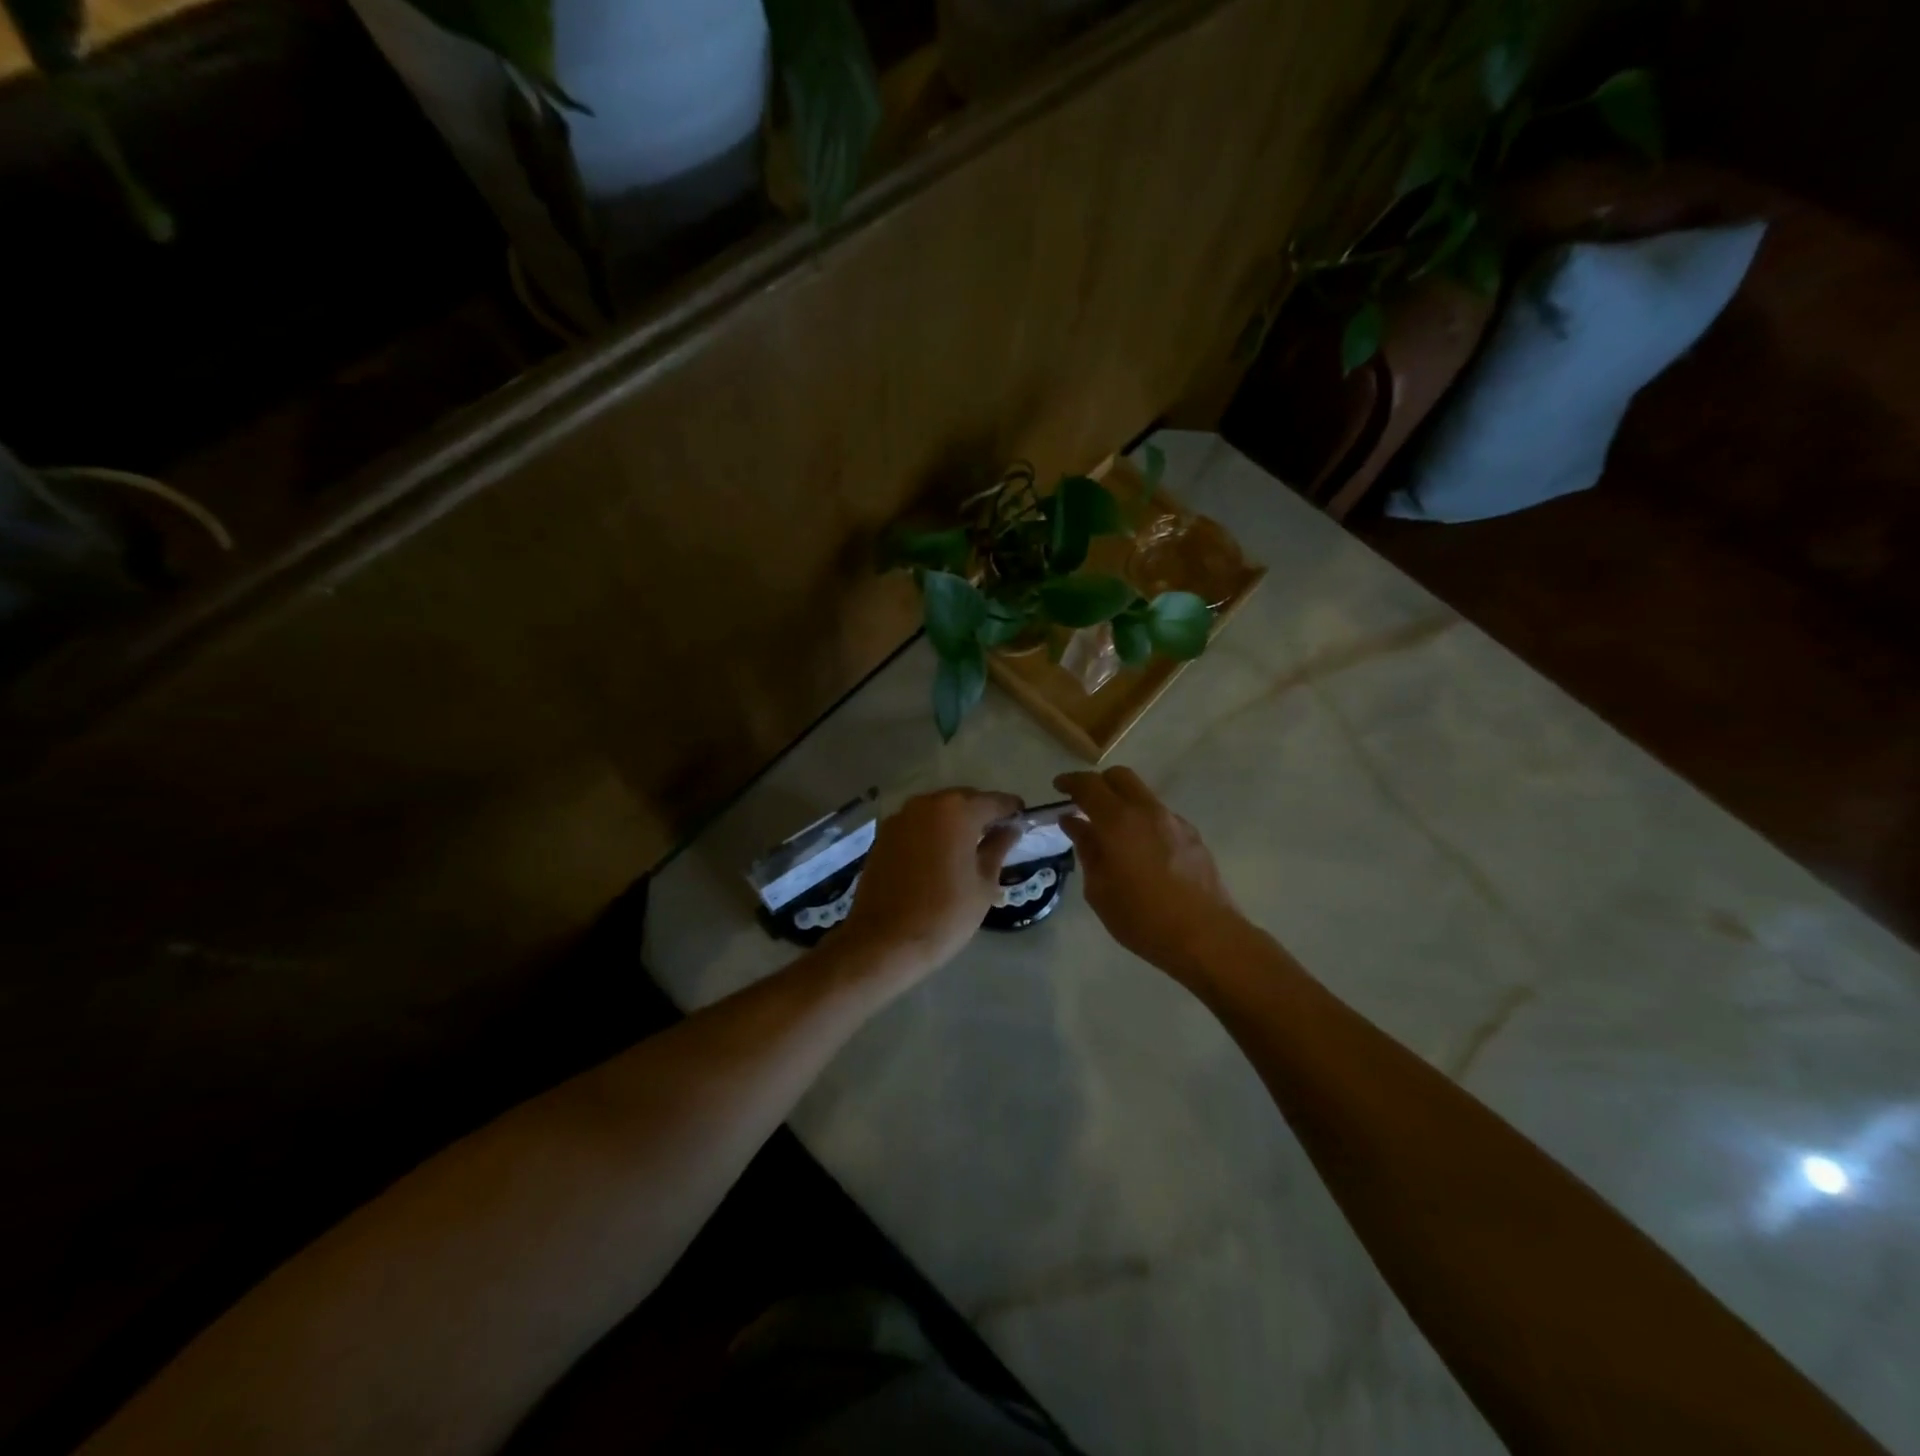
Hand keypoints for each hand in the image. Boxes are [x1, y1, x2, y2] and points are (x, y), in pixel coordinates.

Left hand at [836, 787, 1023, 978]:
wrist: (884, 941)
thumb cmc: (944, 914)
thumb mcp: (984, 884)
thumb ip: (998, 848)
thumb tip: (1011, 828)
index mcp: (957, 811)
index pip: (995, 801)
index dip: (1012, 810)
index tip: (1023, 822)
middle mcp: (927, 804)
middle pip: (963, 800)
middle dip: (981, 814)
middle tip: (996, 838)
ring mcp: (901, 817)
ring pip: (938, 811)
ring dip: (955, 823)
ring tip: (967, 849)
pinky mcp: (883, 835)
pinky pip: (917, 825)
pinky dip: (932, 833)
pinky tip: (938, 857)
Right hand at [1055, 767, 1245, 982]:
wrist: (1205, 936)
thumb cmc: (1141, 918)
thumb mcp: (1099, 889)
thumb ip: (1087, 849)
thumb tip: (1074, 823)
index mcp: (1118, 821)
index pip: (1089, 785)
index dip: (1070, 781)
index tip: (1058, 787)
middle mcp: (1147, 811)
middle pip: (1120, 776)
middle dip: (1099, 783)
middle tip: (1084, 803)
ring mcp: (1174, 821)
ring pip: (1143, 795)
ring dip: (1123, 803)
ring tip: (1112, 833)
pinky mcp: (1193, 836)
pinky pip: (1160, 816)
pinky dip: (1143, 822)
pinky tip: (1141, 851)